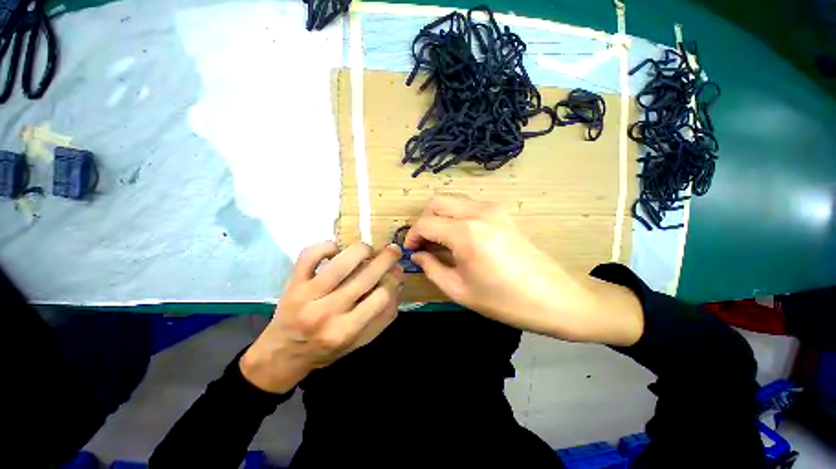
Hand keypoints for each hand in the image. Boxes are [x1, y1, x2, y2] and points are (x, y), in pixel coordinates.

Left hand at [240, 242, 403, 392]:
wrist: (281, 354)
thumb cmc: (325, 350)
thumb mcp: (359, 342)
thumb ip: (382, 317)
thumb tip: (397, 285)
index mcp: (346, 331)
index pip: (380, 298)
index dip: (393, 281)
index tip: (397, 272)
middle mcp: (327, 313)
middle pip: (365, 278)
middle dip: (386, 259)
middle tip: (394, 250)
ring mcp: (307, 296)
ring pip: (340, 264)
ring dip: (361, 250)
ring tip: (368, 249)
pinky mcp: (293, 283)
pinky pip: (309, 256)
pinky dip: (326, 246)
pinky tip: (336, 249)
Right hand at [405, 194, 642, 345]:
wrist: (554, 297)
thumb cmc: (504, 301)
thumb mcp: (459, 290)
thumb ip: (431, 268)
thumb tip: (417, 255)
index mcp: (465, 233)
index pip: (425, 223)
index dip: (412, 235)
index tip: (411, 250)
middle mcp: (477, 212)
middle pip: (437, 202)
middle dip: (424, 220)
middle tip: (423, 243)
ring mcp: (492, 208)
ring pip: (452, 200)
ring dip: (439, 216)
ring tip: (439, 240)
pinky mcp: (502, 212)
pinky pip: (468, 205)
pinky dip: (455, 215)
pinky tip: (459, 235)